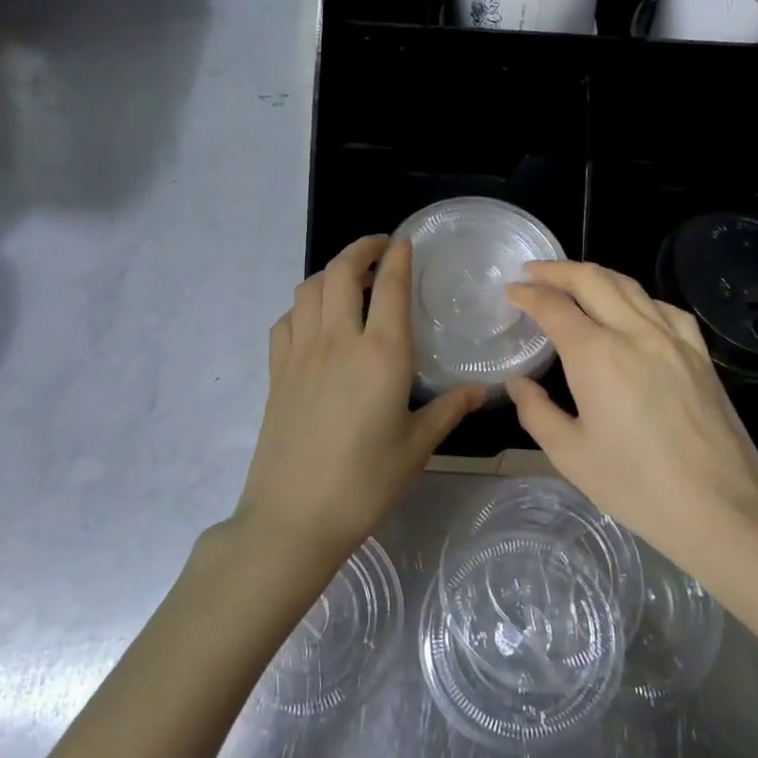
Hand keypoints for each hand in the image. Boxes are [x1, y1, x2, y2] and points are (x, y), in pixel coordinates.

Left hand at [236, 236, 484, 566]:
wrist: (294, 516)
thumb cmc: (365, 483)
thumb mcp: (417, 447)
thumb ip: (448, 410)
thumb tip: (480, 390)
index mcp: (382, 355)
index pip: (390, 287)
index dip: (398, 257)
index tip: (405, 241)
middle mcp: (339, 341)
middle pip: (341, 272)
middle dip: (360, 249)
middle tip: (379, 248)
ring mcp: (301, 354)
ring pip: (309, 289)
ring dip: (330, 273)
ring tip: (349, 280)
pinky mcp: (276, 372)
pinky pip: (286, 320)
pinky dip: (302, 306)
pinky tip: (315, 321)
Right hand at [504, 260, 757, 570]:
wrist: (720, 507)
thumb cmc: (636, 486)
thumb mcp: (570, 455)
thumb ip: (536, 411)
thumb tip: (520, 382)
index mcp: (596, 356)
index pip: (554, 307)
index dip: (528, 294)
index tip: (511, 290)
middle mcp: (634, 333)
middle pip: (592, 280)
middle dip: (557, 270)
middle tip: (534, 271)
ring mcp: (674, 340)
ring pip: (630, 286)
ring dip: (596, 276)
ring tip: (574, 281)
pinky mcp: (700, 354)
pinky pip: (664, 308)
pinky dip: (637, 296)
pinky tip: (632, 309)